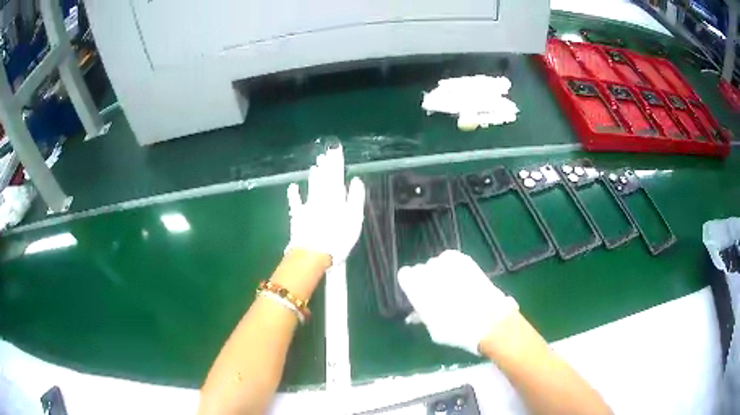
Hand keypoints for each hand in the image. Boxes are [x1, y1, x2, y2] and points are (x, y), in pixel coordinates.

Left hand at [286, 146, 365, 265]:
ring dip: (314, 175)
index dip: (336, 163)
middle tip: (325, 153)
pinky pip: (295, 202)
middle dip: (326, 165)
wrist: (314, 253)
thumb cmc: (339, 238)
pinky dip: (294, 193)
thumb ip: (356, 198)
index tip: (336, 150)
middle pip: (324, 178)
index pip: (337, 175)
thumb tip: (356, 180)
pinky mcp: (298, 216)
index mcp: (336, 197)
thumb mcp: (354, 219)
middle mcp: (322, 197)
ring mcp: (308, 206)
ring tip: (315, 165)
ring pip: (312, 186)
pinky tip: (293, 185)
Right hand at [398, 250, 517, 354]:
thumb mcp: (433, 329)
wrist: (489, 320)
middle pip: (421, 269)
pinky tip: (461, 281)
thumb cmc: (456, 330)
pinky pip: (452, 260)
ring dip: (440, 273)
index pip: (404, 275)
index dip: (411, 285)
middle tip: (436, 295)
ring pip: (437, 264)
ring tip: (452, 289)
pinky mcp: (465, 259)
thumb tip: (416, 313)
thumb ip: (422, 316)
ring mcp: (448, 262)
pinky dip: (454, 268)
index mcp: (416, 286)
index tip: (417, 296)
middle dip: (426, 280)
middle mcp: (428, 270)